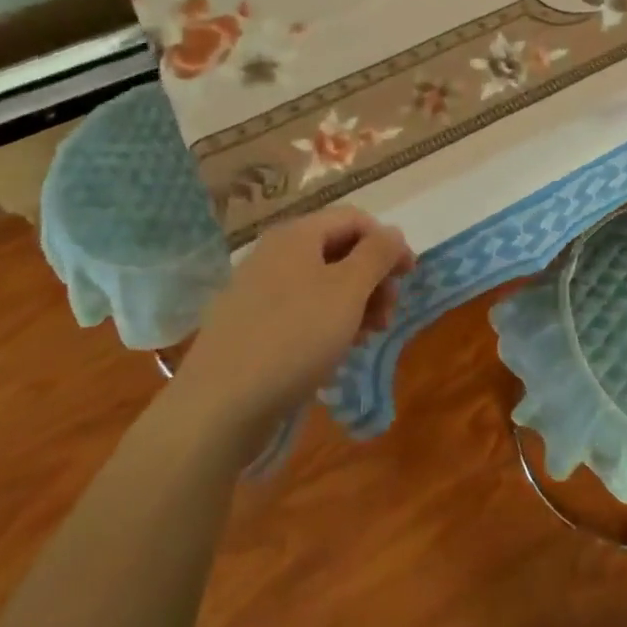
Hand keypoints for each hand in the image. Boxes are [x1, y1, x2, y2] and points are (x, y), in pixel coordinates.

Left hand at [171, 205, 413, 433]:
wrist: (218, 407)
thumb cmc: (294, 338)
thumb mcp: (348, 291)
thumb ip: (377, 255)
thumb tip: (393, 233)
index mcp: (297, 235)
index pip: (355, 219)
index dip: (387, 242)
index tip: (409, 277)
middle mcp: (274, 253)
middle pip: (338, 250)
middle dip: (372, 277)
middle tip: (388, 315)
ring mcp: (256, 290)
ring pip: (321, 282)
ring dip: (354, 302)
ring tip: (366, 337)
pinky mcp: (249, 325)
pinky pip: (299, 309)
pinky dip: (327, 321)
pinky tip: (335, 351)